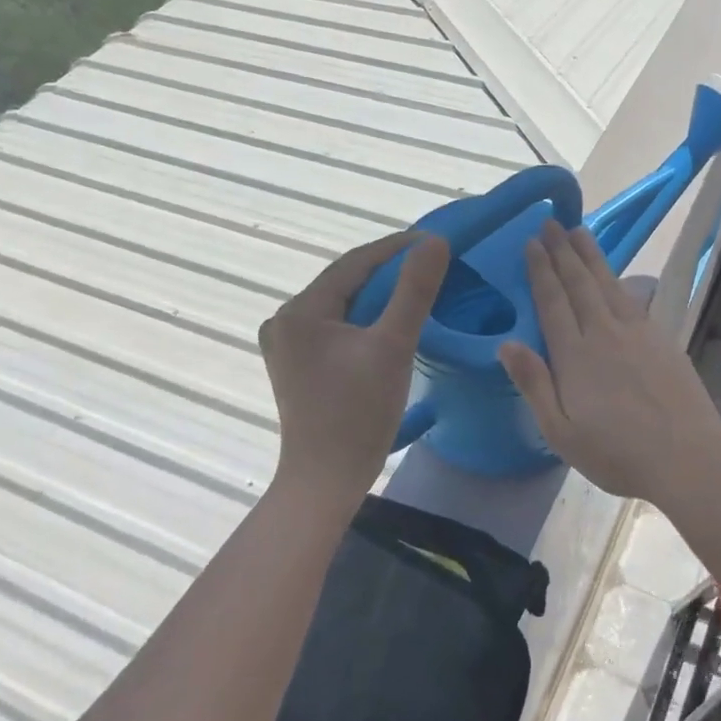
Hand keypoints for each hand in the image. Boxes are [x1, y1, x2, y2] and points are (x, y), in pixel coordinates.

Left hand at [259, 229, 449, 508]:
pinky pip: (337, 328)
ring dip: (379, 296)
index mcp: (300, 311)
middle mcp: (285, 321)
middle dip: (389, 272)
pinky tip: (391, 323)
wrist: (327, 480)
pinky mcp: (298, 366)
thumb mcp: (393, 346)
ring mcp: (288, 346)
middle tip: (432, 265)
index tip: (436, 240)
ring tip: (418, 289)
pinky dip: (366, 320)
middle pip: (346, 283)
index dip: (397, 248)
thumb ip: (414, 291)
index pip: (354, 263)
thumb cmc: (359, 414)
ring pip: (343, 306)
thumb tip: (435, 243)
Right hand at [499, 222, 720, 504]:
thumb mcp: (560, 431)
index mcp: (574, 355)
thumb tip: (507, 343)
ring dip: (591, 256)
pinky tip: (617, 276)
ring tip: (579, 231)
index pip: (552, 302)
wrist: (685, 456)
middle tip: (551, 222)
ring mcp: (637, 333)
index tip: (531, 242)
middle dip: (563, 251)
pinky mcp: (662, 339)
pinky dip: (620, 280)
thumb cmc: (616, 453)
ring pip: (608, 284)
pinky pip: (634, 299)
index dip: (540, 270)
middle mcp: (604, 333)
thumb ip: (534, 384)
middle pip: (579, 283)